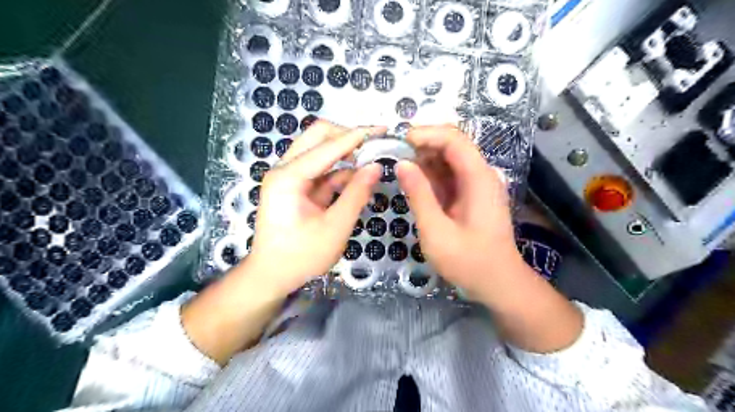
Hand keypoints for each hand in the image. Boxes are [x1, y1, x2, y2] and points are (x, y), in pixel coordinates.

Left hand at [246, 121, 384, 293]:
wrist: (271, 275)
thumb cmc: (301, 256)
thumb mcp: (335, 228)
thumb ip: (357, 194)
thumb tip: (376, 166)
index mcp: (288, 177)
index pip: (327, 146)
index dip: (357, 136)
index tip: (383, 130)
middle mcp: (285, 169)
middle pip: (318, 136)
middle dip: (348, 136)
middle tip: (375, 143)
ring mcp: (290, 176)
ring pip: (320, 150)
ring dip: (346, 152)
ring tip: (372, 158)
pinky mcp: (297, 186)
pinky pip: (322, 169)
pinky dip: (341, 171)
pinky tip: (359, 177)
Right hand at [397, 124, 521, 299]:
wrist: (498, 283)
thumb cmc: (468, 261)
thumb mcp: (436, 230)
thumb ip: (418, 194)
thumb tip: (401, 164)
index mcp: (478, 178)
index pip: (453, 139)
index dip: (426, 134)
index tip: (399, 141)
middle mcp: (482, 174)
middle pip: (452, 145)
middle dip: (423, 146)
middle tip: (395, 156)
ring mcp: (478, 185)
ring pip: (450, 160)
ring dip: (425, 161)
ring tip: (401, 170)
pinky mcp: (472, 195)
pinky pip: (451, 176)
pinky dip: (431, 176)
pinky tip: (415, 185)